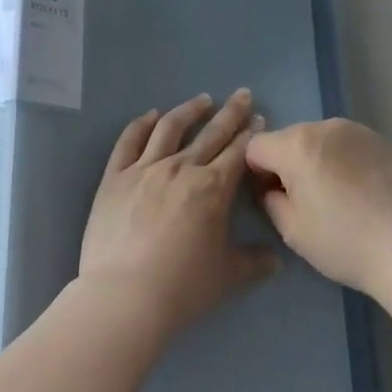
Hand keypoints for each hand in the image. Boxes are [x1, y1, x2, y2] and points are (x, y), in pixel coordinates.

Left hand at [80, 90, 278, 336]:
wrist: (125, 296)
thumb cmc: (182, 287)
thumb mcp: (228, 277)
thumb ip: (254, 263)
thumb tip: (276, 260)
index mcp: (212, 188)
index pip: (238, 152)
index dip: (251, 135)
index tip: (259, 119)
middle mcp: (181, 168)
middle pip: (211, 132)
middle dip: (230, 112)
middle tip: (242, 95)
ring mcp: (145, 168)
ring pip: (170, 128)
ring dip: (189, 110)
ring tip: (202, 100)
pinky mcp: (115, 176)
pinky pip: (129, 141)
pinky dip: (141, 124)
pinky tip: (151, 115)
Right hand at [246, 119, 391, 298]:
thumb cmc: (344, 244)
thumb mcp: (292, 231)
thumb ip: (269, 200)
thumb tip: (271, 187)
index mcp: (296, 145)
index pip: (256, 146)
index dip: (257, 173)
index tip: (274, 198)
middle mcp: (324, 126)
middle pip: (288, 138)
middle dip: (288, 163)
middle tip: (307, 200)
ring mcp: (357, 130)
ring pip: (320, 139)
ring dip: (317, 159)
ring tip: (339, 196)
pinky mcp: (382, 140)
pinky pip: (348, 144)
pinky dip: (345, 160)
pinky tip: (362, 191)